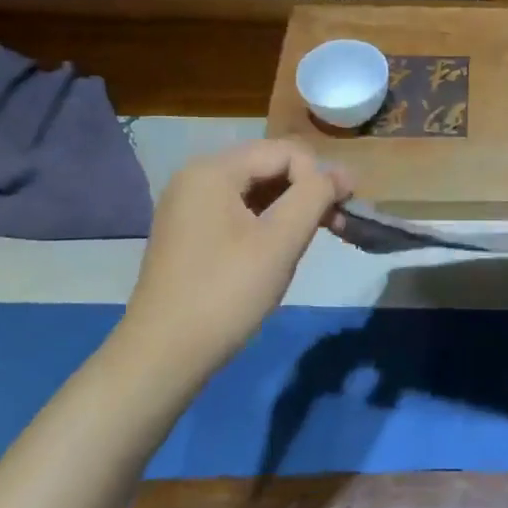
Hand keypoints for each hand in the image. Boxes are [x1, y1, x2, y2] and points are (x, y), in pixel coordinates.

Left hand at [120, 140, 351, 375]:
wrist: (163, 355)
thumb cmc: (226, 293)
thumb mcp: (280, 241)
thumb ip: (315, 196)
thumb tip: (342, 173)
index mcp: (213, 170)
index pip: (285, 152)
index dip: (319, 176)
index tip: (344, 212)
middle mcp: (196, 177)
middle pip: (269, 165)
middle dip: (307, 190)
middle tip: (337, 226)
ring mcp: (189, 206)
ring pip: (256, 189)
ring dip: (291, 207)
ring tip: (314, 239)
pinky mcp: (189, 232)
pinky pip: (239, 210)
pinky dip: (267, 222)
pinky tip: (280, 248)